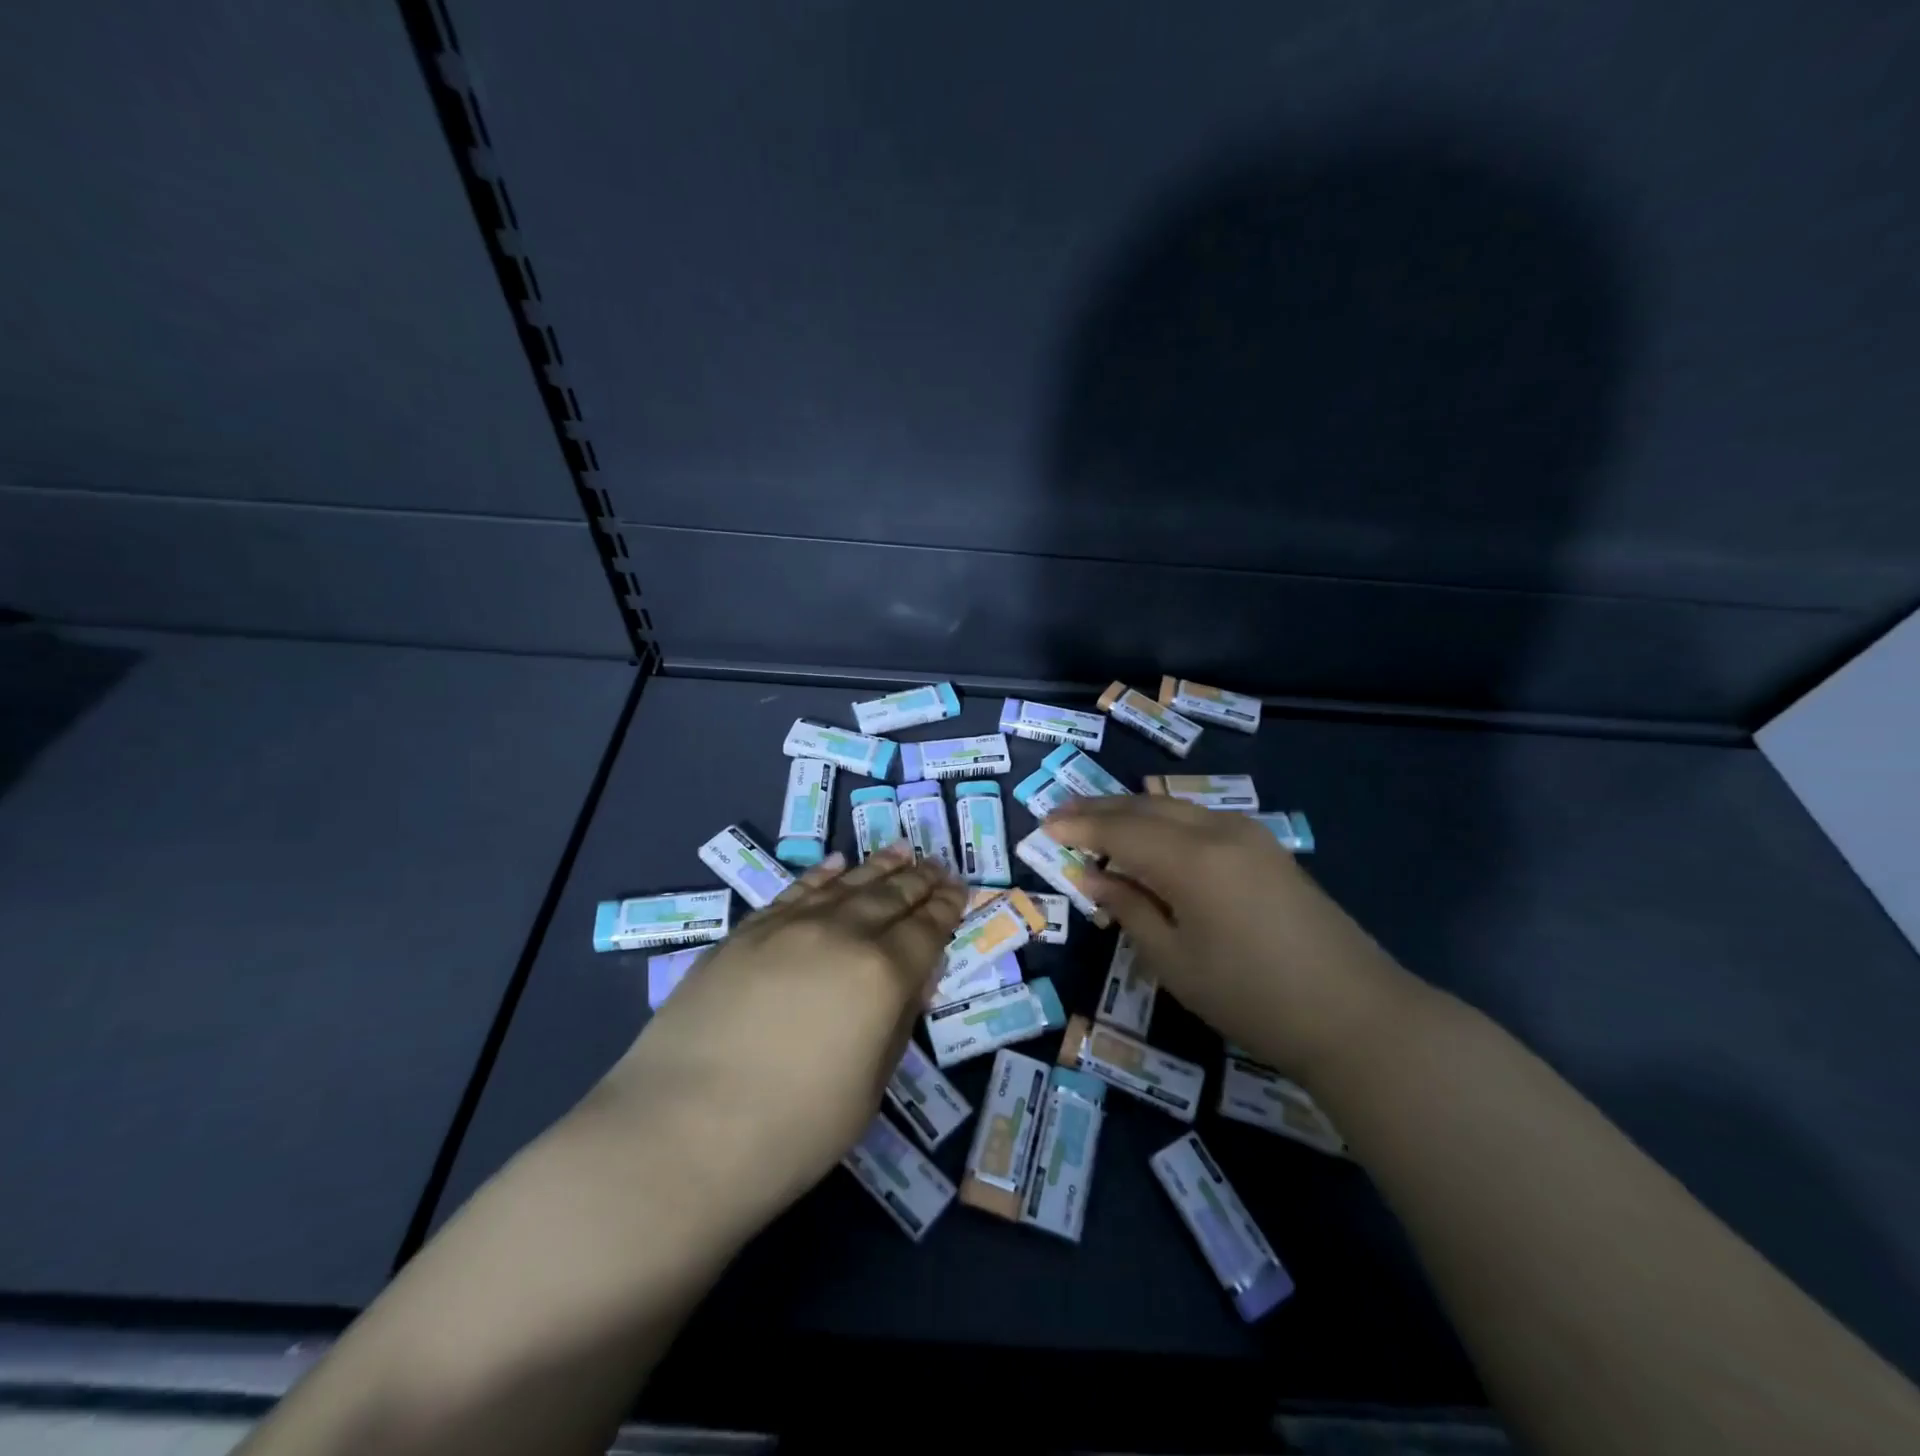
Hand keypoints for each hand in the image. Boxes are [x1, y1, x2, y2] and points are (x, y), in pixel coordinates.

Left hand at [594, 843, 965, 1230]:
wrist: (677, 1134)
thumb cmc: (789, 1133)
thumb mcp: (868, 1089)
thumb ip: (896, 1023)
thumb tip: (914, 979)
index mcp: (882, 976)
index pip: (926, 930)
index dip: (946, 908)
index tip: (959, 889)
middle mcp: (841, 936)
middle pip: (890, 897)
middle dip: (919, 881)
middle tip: (938, 865)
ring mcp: (789, 928)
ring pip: (847, 885)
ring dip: (879, 867)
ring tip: (902, 851)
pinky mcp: (746, 932)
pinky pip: (796, 891)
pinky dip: (822, 875)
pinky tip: (838, 864)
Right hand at [1044, 796, 1417, 1076]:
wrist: (1356, 1015)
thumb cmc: (1252, 998)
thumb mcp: (1175, 961)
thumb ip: (1130, 909)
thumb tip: (1093, 875)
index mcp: (1191, 860)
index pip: (1120, 830)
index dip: (1079, 826)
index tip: (1044, 826)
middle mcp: (1218, 832)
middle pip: (1146, 807)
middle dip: (1100, 809)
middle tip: (1062, 815)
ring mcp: (1249, 836)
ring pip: (1176, 807)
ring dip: (1133, 812)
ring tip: (1099, 823)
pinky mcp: (1268, 850)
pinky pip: (1201, 819)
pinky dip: (1166, 822)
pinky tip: (1153, 838)